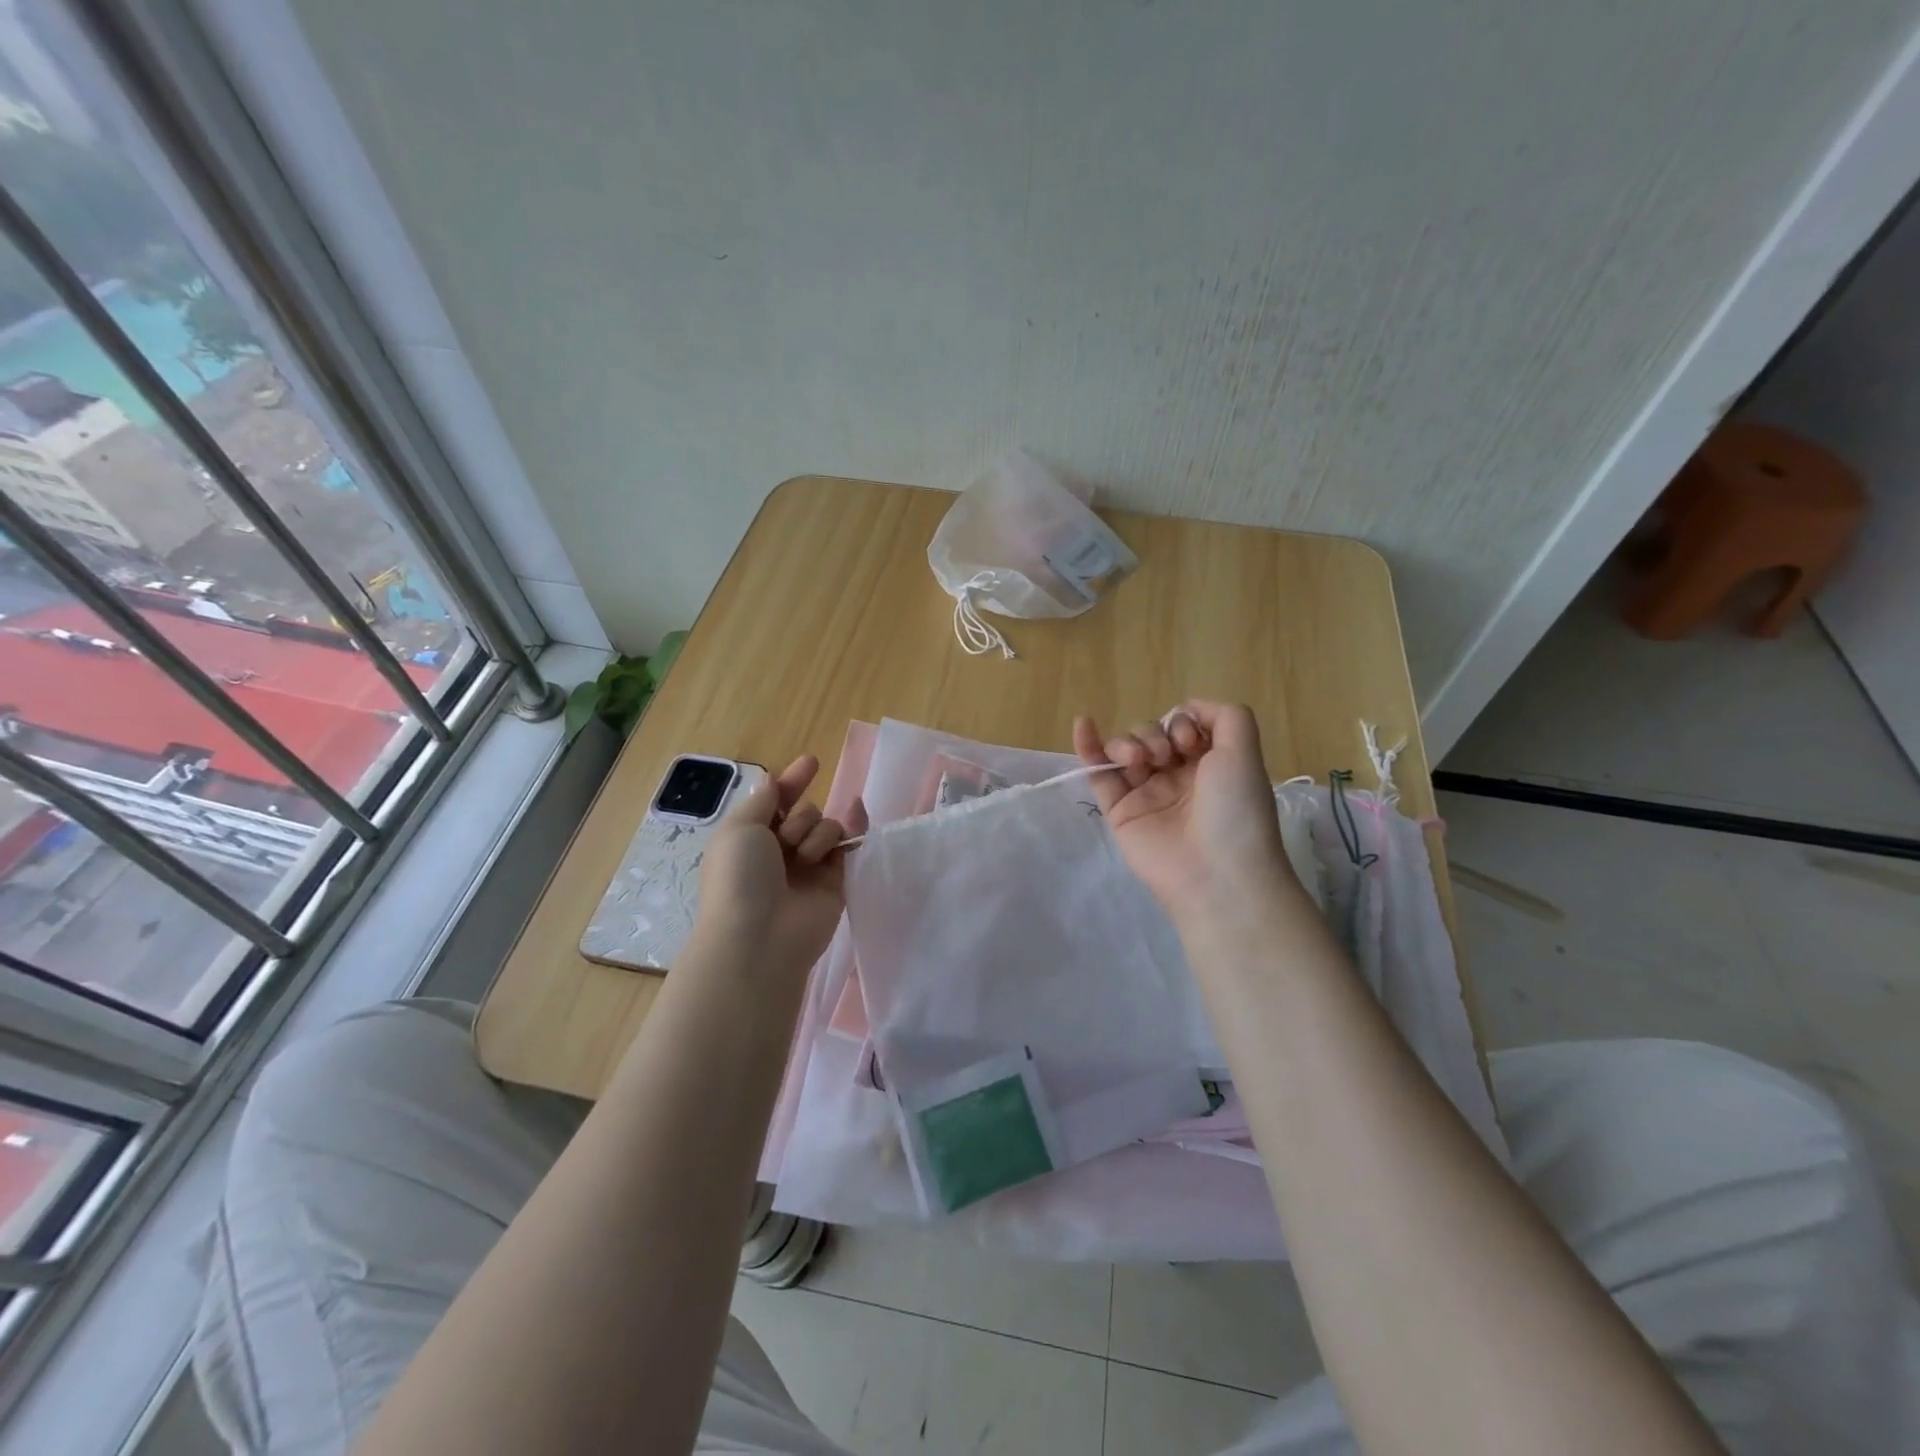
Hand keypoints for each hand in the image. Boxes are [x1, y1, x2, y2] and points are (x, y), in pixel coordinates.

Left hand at [693, 756, 856, 975]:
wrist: (760, 936)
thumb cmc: (739, 877)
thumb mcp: (739, 828)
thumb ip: (763, 800)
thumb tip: (772, 781)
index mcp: (751, 839)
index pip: (776, 802)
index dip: (791, 782)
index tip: (812, 761)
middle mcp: (780, 852)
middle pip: (803, 812)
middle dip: (799, 816)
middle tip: (787, 840)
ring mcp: (809, 868)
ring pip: (825, 825)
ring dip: (815, 832)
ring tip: (805, 858)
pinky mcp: (835, 881)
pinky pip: (847, 845)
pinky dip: (851, 830)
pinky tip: (857, 815)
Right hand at [1074, 702, 1297, 931]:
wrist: (1216, 873)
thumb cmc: (1235, 811)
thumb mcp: (1245, 753)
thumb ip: (1226, 716)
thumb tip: (1189, 707)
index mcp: (1208, 764)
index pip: (1182, 725)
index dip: (1181, 723)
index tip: (1190, 743)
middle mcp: (1176, 776)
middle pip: (1150, 734)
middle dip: (1154, 734)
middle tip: (1167, 756)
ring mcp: (1145, 793)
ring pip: (1125, 749)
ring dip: (1129, 742)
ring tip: (1140, 760)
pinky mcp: (1118, 810)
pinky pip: (1098, 773)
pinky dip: (1088, 746)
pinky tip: (1083, 724)